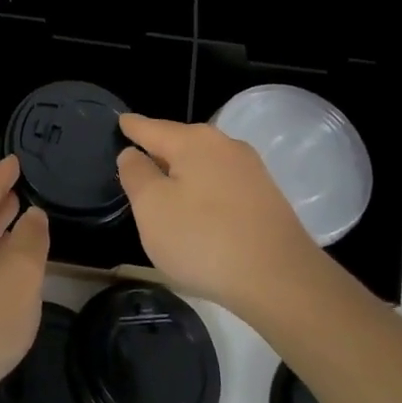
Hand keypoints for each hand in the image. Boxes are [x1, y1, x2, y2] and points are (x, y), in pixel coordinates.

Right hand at [117, 114, 323, 317]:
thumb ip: (136, 175)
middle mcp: (224, 145)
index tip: (121, 122)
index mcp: (192, 141)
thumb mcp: (152, 208)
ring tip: (166, 192)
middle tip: (137, 165)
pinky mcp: (267, 198)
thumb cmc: (204, 239)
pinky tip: (201, 213)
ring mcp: (250, 170)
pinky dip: (205, 192)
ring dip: (184, 175)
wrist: (281, 280)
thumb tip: (133, 154)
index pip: (150, 127)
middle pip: (180, 143)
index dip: (131, 127)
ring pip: (203, 164)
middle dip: (159, 152)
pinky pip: (223, 185)